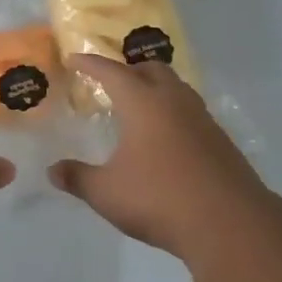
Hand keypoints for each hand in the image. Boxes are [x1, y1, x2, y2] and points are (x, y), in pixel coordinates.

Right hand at [49, 55, 273, 255]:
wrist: (229, 223)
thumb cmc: (159, 198)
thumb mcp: (107, 192)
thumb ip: (78, 178)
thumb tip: (53, 171)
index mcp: (144, 103)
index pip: (112, 72)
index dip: (91, 64)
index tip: (76, 58)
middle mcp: (175, 101)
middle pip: (152, 70)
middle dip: (129, 70)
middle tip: (112, 81)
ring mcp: (203, 120)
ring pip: (177, 89)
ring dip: (156, 88)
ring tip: (140, 106)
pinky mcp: (221, 141)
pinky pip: (192, 113)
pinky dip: (174, 113)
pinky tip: (168, 139)